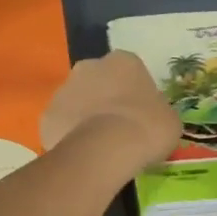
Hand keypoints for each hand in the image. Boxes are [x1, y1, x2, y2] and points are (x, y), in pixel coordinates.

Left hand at [41, 51, 181, 176]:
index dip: (134, 93)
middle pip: (98, 81)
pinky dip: (70, 136)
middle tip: (119, 127)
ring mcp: (64, 89)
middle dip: (105, 99)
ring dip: (86, 116)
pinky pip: (62, 125)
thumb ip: (157, 111)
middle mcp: (89, 67)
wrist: (107, 149)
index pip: (129, 71)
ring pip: (77, 101)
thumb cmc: (146, 127)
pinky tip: (83, 154)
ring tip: (100, 146)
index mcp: (123, 61)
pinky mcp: (47, 116)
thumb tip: (151, 118)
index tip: (140, 114)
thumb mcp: (169, 119)